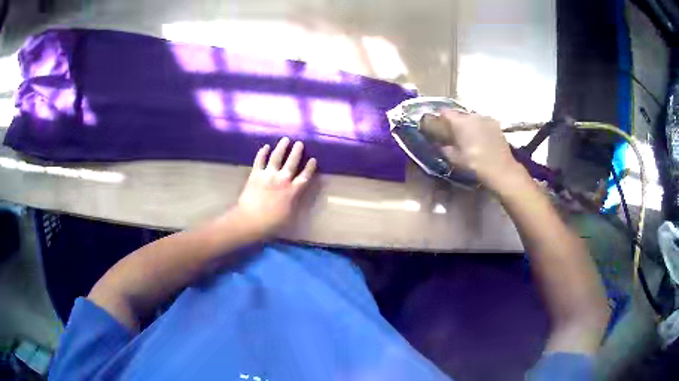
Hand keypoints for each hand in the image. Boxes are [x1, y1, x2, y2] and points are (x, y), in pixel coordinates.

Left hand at [234, 137, 316, 236]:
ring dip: (282, 147)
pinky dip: (262, 152)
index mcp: (292, 191)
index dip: (309, 168)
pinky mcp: (255, 174)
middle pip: (292, 162)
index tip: (313, 159)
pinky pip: (259, 160)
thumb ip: (294, 203)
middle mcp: (282, 180)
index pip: (304, 177)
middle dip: (297, 152)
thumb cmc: (271, 223)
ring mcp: (268, 175)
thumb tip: (296, 196)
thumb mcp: (289, 216)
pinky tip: (265, 147)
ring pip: (277, 157)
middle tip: (300, 143)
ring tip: (285, 139)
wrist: (250, 220)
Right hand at [439, 110, 524, 189]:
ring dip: (469, 126)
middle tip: (454, 135)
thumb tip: (441, 145)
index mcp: (459, 121)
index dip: (440, 117)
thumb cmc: (475, 163)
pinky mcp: (496, 125)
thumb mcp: (455, 159)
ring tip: (469, 138)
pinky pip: (483, 123)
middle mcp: (472, 115)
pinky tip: (481, 140)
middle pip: (459, 115)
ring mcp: (486, 118)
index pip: (444, 112)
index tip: (439, 125)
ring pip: (472, 119)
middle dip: (456, 123)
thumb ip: (445, 149)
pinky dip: (480, 129)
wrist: (501, 169)